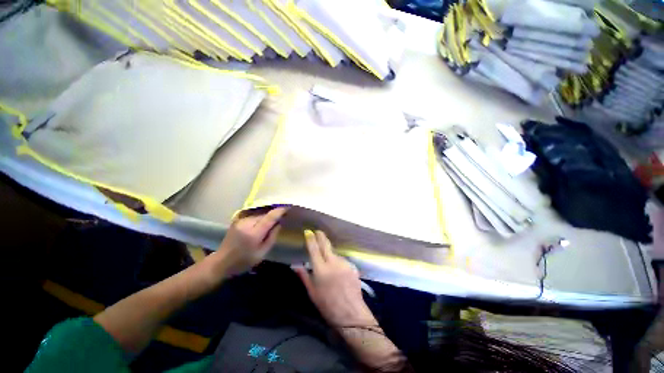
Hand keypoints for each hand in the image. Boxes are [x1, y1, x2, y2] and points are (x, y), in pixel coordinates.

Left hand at [212, 207, 288, 276]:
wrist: (221, 262)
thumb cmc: (243, 261)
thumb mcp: (262, 253)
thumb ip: (272, 237)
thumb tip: (279, 224)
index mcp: (253, 233)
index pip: (270, 217)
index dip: (280, 211)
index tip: (288, 207)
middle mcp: (247, 223)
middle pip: (265, 214)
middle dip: (274, 214)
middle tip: (283, 217)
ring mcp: (241, 221)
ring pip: (259, 214)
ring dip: (267, 216)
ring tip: (274, 220)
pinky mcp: (238, 220)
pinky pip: (254, 216)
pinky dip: (260, 218)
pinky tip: (263, 223)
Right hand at [294, 230, 376, 326]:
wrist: (351, 313)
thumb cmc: (328, 306)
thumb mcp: (312, 292)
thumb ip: (304, 276)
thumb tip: (295, 265)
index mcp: (321, 269)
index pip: (314, 249)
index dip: (311, 239)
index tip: (308, 232)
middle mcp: (333, 262)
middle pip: (326, 245)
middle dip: (321, 236)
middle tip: (318, 231)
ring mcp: (344, 263)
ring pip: (334, 253)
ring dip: (330, 254)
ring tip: (328, 263)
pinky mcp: (352, 266)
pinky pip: (342, 260)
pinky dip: (338, 262)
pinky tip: (338, 271)